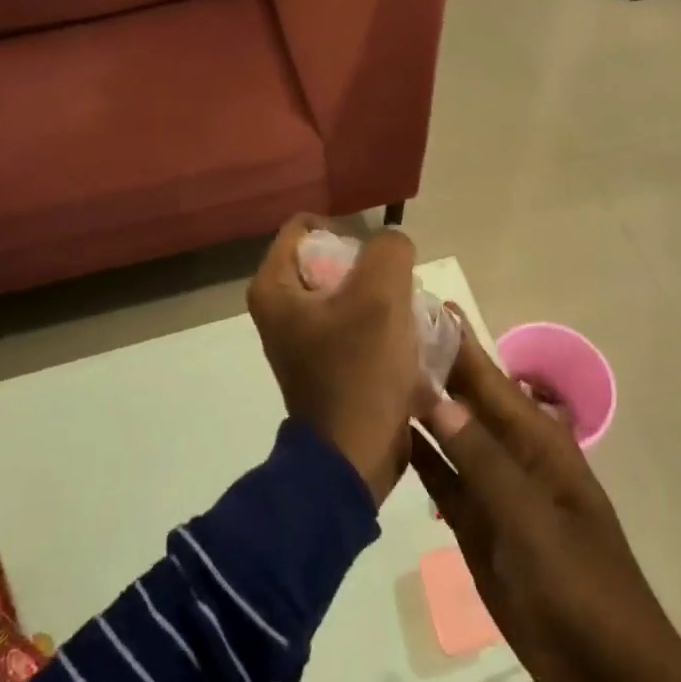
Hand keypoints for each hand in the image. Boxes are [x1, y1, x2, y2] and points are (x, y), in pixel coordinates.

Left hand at [247, 215, 428, 506]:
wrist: (356, 454)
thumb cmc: (361, 369)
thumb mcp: (382, 293)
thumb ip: (389, 249)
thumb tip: (392, 247)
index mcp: (274, 288)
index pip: (306, 226)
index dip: (346, 231)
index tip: (377, 259)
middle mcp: (280, 310)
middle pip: (330, 260)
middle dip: (370, 269)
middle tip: (396, 290)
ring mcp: (303, 339)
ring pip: (349, 293)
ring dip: (382, 299)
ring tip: (406, 318)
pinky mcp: (326, 363)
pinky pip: (356, 324)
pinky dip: (380, 326)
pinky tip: (405, 342)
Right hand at [410, 317, 680, 681]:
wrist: (604, 668)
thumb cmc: (579, 584)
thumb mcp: (531, 519)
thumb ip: (482, 460)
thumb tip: (435, 398)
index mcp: (537, 441)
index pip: (489, 378)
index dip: (457, 342)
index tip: (418, 302)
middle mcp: (511, 454)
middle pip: (466, 402)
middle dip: (431, 368)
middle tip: (380, 331)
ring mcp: (492, 490)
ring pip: (449, 438)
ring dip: (419, 410)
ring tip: (373, 374)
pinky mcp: (476, 524)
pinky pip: (442, 481)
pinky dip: (419, 459)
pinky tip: (387, 437)